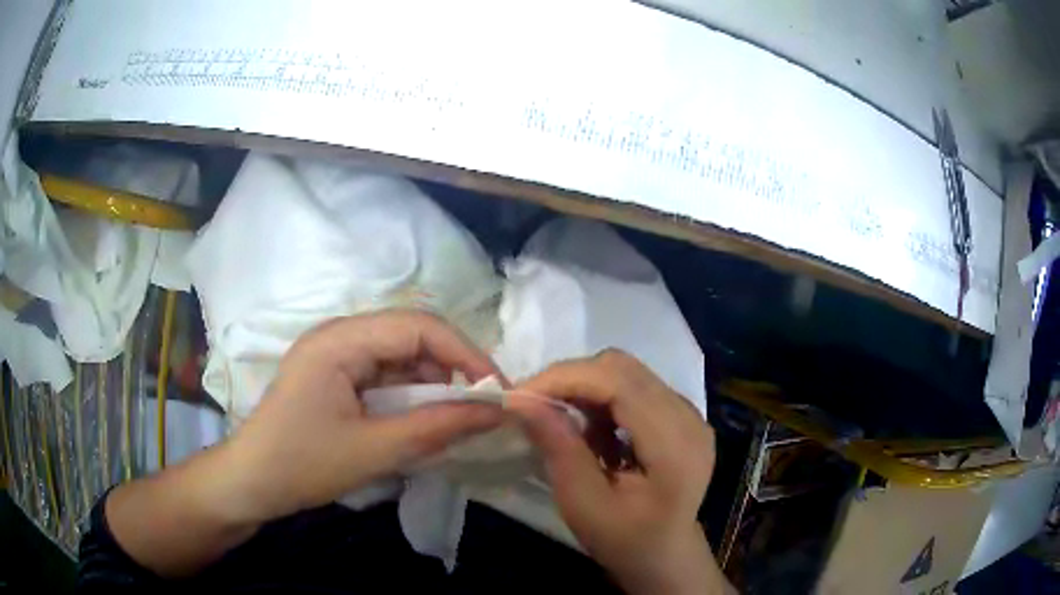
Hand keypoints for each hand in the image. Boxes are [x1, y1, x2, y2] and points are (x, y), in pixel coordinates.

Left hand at [209, 310, 504, 524]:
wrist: (251, 483)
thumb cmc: (301, 464)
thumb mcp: (372, 451)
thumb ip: (436, 428)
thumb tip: (496, 412)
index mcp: (340, 340)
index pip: (417, 326)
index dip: (465, 353)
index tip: (497, 391)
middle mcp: (339, 336)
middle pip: (411, 336)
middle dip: (451, 370)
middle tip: (481, 410)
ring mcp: (337, 356)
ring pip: (402, 358)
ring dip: (432, 386)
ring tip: (454, 421)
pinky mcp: (337, 377)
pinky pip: (386, 376)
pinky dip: (411, 397)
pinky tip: (421, 422)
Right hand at [508, 350, 728, 594]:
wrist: (665, 555)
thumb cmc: (625, 541)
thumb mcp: (584, 506)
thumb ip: (559, 450)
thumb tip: (523, 401)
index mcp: (676, 446)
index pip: (620, 384)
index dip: (566, 379)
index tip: (519, 396)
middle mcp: (690, 418)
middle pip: (623, 369)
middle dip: (571, 380)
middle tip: (534, 407)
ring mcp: (689, 413)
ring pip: (627, 372)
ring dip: (585, 388)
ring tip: (562, 423)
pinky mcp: (681, 414)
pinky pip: (634, 386)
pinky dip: (602, 398)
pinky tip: (592, 432)